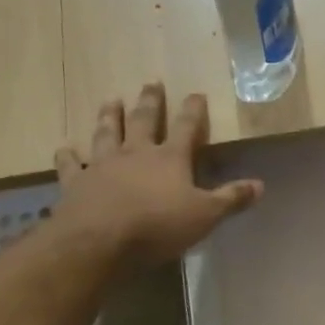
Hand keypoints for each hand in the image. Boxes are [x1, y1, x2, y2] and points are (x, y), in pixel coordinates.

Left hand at [54, 84, 263, 262]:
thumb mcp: (205, 215)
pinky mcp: (75, 182)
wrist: (99, 241)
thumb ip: (231, 198)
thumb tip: (260, 184)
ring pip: (106, 132)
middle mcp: (136, 153)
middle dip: (150, 101)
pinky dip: (67, 155)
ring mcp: (102, 165)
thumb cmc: (158, 226)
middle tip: (151, 83)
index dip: (193, 110)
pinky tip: (64, 147)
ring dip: (109, 115)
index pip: (186, 127)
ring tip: (111, 99)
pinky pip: (69, 164)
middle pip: (143, 120)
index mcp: (170, 158)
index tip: (196, 93)